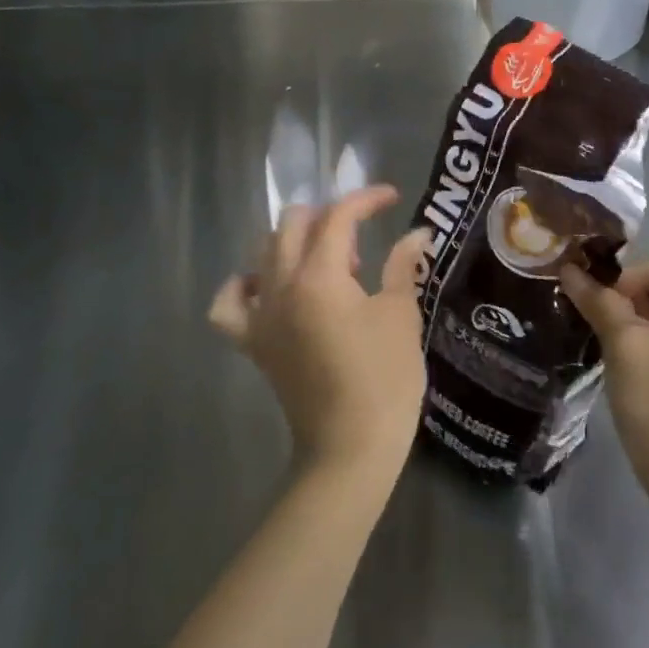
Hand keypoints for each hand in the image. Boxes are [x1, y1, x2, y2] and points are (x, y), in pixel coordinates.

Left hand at [210, 186, 430, 486]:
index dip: (365, 199)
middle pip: (292, 224)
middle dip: (327, 215)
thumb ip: (403, 266)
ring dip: (294, 242)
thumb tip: (417, 233)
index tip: (391, 198)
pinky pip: (231, 303)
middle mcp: (281, 285)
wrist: (349, 449)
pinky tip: (269, 287)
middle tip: (360, 236)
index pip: (337, 216)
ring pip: (263, 252)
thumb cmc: (384, 379)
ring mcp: (261, 315)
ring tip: (329, 263)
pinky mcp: (254, 343)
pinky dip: (245, 285)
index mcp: (319, 275)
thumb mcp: (400, 315)